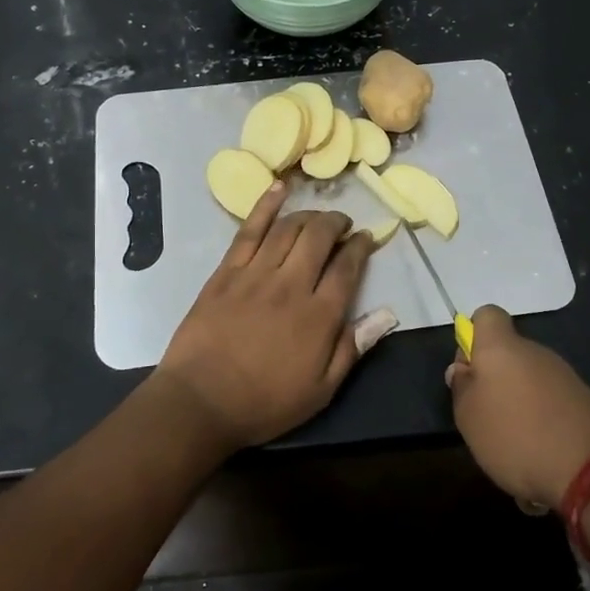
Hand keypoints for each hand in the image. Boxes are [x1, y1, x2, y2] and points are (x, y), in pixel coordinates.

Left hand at [158, 181, 389, 449]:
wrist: (201, 401)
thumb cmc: (264, 402)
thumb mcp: (321, 390)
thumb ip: (353, 348)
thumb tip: (388, 314)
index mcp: (319, 315)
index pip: (347, 266)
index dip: (361, 246)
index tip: (367, 238)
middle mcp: (292, 285)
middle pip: (320, 237)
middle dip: (337, 223)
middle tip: (343, 224)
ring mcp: (256, 274)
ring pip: (288, 229)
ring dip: (308, 216)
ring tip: (318, 217)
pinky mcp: (226, 271)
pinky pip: (249, 230)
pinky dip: (265, 205)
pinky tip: (278, 188)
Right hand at [445, 306, 589, 508]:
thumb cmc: (516, 436)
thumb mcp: (469, 417)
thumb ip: (462, 387)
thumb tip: (464, 368)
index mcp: (502, 348)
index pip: (487, 315)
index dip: (474, 335)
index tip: (469, 368)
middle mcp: (536, 352)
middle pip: (509, 352)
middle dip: (496, 378)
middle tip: (485, 416)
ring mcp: (565, 376)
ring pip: (531, 379)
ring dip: (520, 402)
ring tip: (514, 443)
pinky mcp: (587, 402)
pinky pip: (553, 403)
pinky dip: (543, 421)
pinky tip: (541, 452)